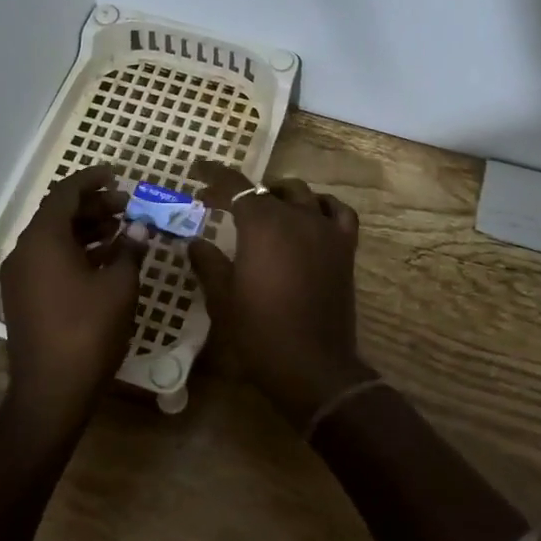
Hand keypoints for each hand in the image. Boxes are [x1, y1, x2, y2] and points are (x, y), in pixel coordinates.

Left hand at [0, 166, 143, 436]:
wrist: (52, 391)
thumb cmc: (88, 331)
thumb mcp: (119, 286)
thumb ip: (130, 249)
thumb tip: (139, 227)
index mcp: (43, 240)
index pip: (65, 193)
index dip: (92, 180)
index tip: (117, 175)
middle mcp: (25, 252)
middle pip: (59, 215)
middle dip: (94, 206)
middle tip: (128, 206)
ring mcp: (21, 276)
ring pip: (55, 238)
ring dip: (87, 230)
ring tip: (123, 231)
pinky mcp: (24, 297)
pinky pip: (50, 260)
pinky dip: (77, 252)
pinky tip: (107, 260)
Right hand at [188, 160, 373, 430]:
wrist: (312, 366)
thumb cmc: (259, 332)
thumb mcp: (222, 298)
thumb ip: (208, 262)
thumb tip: (195, 241)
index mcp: (262, 224)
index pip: (235, 186)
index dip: (214, 177)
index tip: (198, 175)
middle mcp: (296, 216)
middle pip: (268, 188)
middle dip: (242, 192)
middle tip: (222, 205)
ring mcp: (325, 230)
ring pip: (302, 194)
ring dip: (279, 194)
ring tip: (265, 208)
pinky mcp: (345, 248)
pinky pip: (338, 212)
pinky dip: (322, 206)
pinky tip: (312, 215)